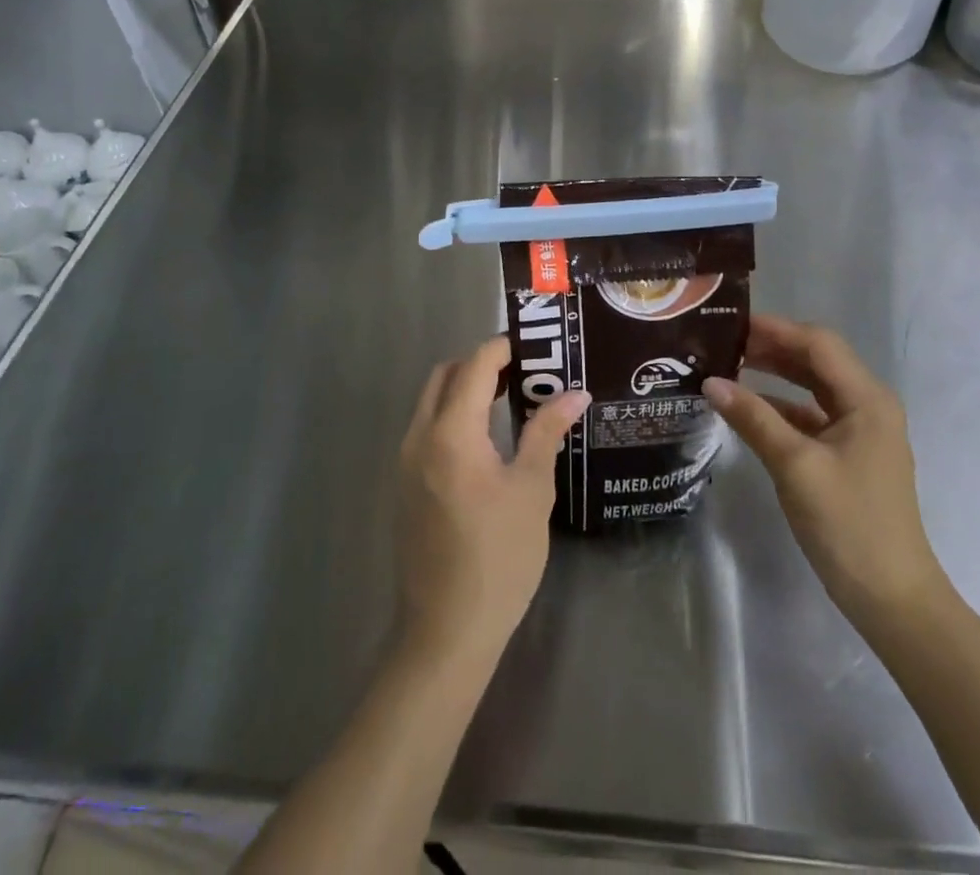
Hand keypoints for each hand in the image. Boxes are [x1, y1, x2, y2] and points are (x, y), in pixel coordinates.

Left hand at [396, 337, 590, 661]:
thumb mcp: (531, 490)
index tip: (535, 348)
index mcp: (451, 433)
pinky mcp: (405, 484)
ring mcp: (406, 462)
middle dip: (481, 365)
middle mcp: (419, 437)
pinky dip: (452, 415)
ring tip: (509, 399)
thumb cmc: (499, 557)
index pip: (474, 366)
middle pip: (445, 376)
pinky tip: (486, 439)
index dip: (502, 349)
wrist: (447, 630)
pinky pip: (426, 428)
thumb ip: (546, 432)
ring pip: (431, 401)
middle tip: (523, 373)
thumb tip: (574, 394)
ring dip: (465, 389)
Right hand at [703, 315, 948, 628]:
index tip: (731, 324)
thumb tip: (710, 382)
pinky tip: (748, 408)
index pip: (818, 344)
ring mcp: (860, 431)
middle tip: (724, 343)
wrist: (892, 599)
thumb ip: (753, 418)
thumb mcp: (795, 466)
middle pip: (817, 360)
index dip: (775, 329)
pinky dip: (781, 406)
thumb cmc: (848, 524)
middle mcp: (868, 406)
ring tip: (730, 365)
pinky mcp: (849, 455)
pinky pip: (811, 415)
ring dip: (775, 374)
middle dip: (773, 347)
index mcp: (866, 399)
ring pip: (813, 386)